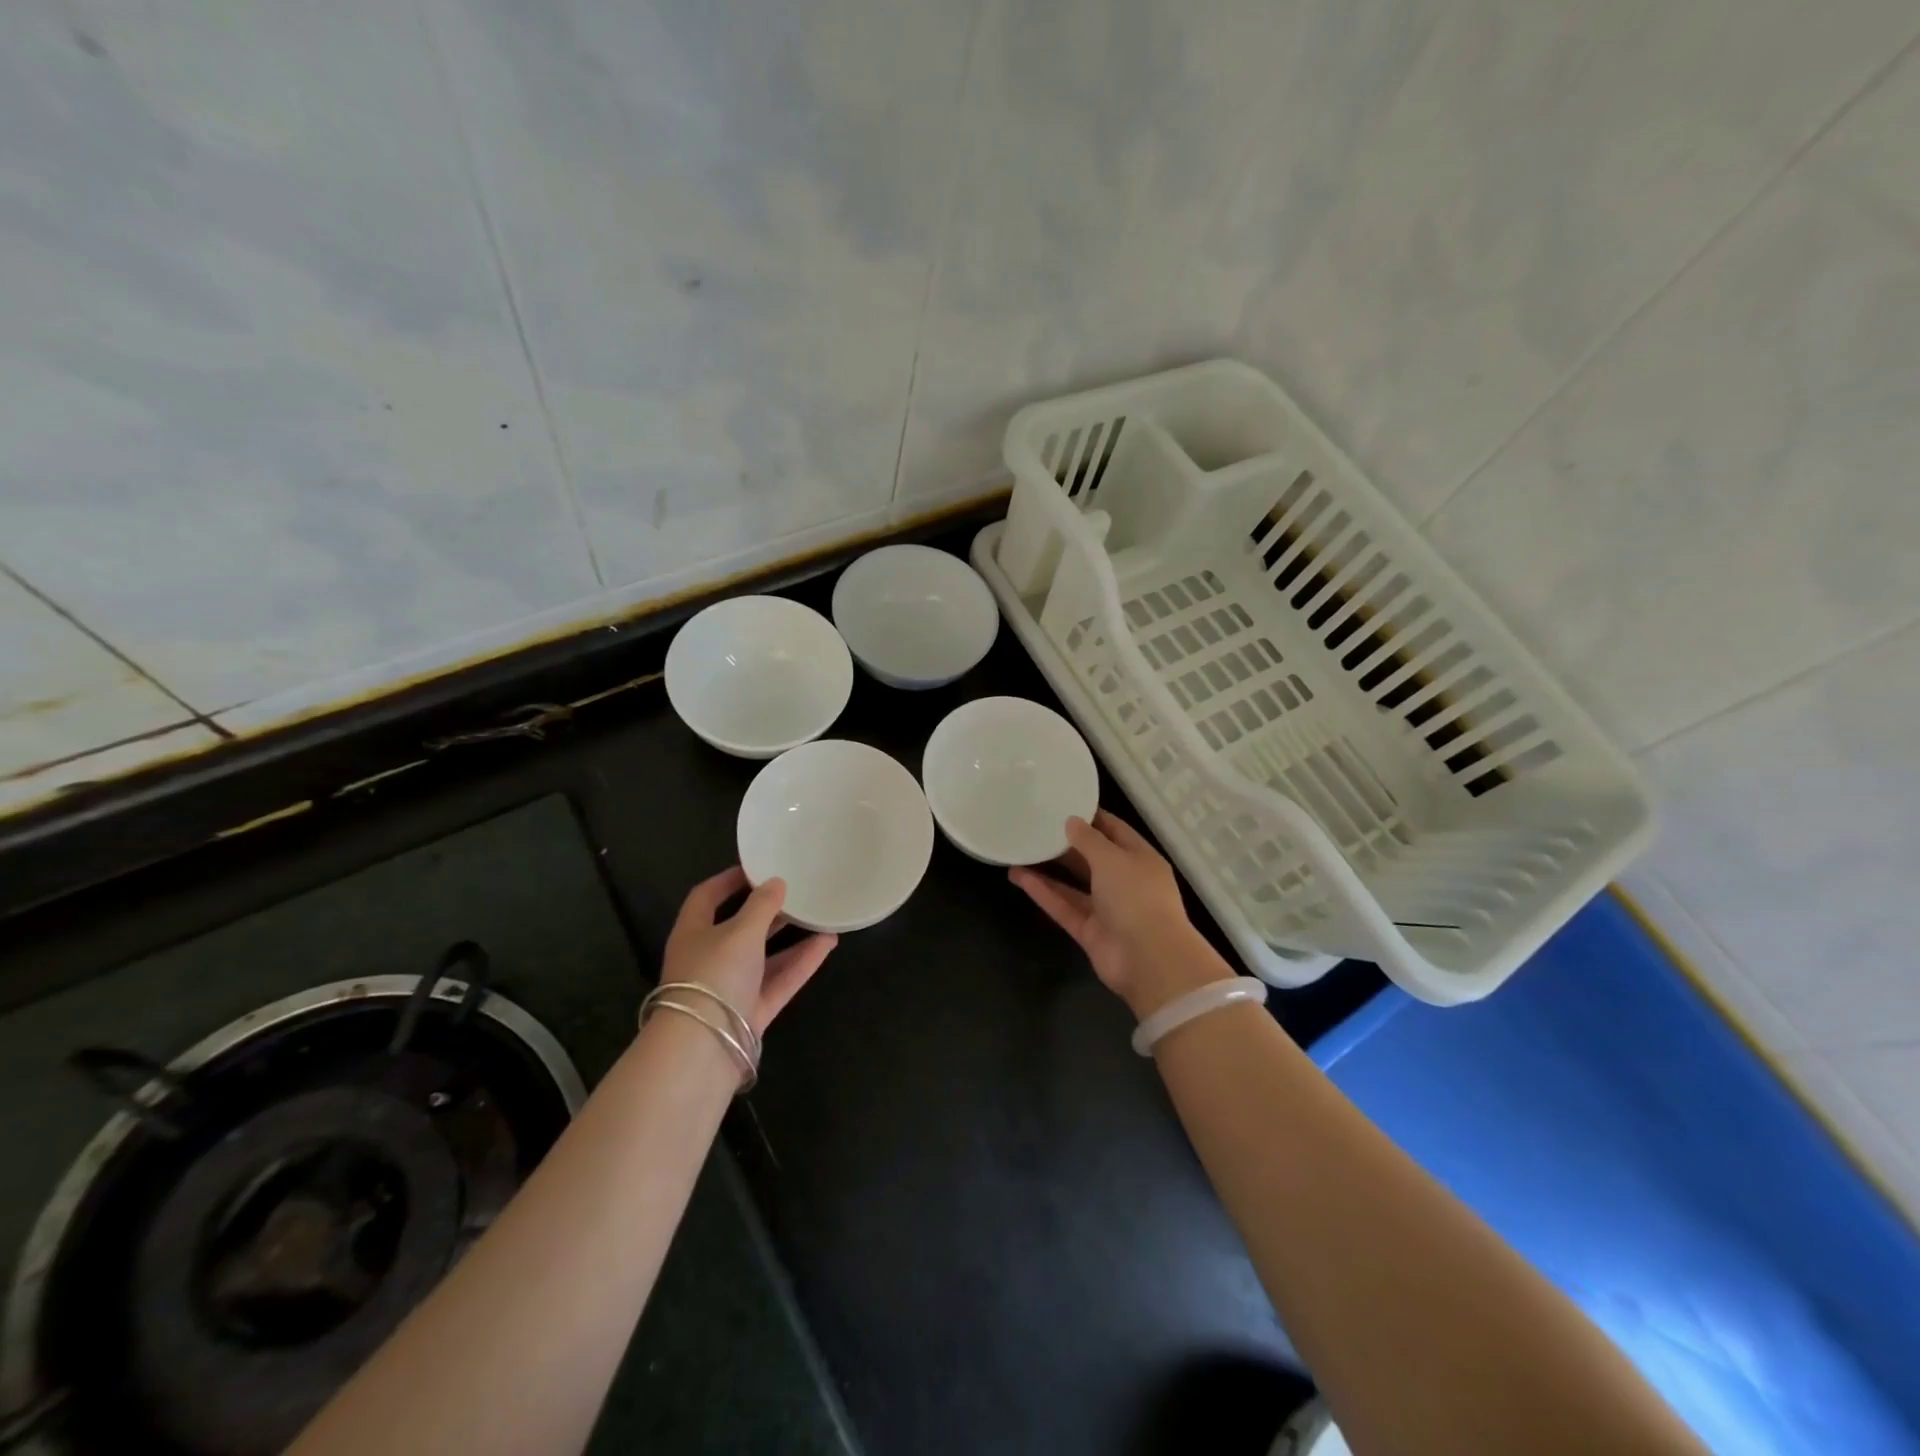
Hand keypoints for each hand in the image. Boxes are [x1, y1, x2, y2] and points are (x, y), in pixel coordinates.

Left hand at [662, 867, 836, 1037]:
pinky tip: (827, 944)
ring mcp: (730, 988)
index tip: (758, 867)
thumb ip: (762, 906)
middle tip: (796, 892)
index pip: (707, 897)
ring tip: (821, 917)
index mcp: (693, 932)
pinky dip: (801, 963)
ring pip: (764, 957)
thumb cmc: (714, 975)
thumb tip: (776, 882)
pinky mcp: (751, 1012)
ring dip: (791, 938)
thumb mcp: (741, 932)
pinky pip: (779, 981)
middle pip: (739, 928)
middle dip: (767, 911)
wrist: (703, 1048)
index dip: (729, 880)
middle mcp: (709, 958)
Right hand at [1009, 811, 1228, 1018]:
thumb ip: (1089, 839)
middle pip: (1092, 859)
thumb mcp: (1113, 858)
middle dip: (1066, 845)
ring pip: (1074, 885)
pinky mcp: (1090, 932)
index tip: (1063, 804)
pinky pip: (1064, 907)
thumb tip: (1071, 822)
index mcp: (1140, 859)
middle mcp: (1125, 882)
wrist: (1149, 960)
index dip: (1091, 818)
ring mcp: (1107, 910)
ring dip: (1048, 870)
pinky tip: (1019, 877)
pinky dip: (1044, 893)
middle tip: (1035, 827)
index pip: (1115, 831)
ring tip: (1020, 852)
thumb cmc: (1137, 897)